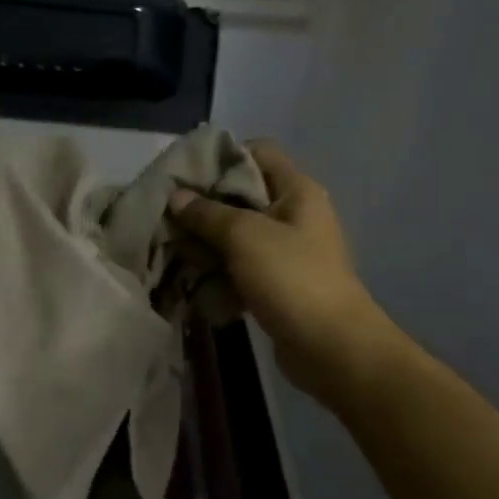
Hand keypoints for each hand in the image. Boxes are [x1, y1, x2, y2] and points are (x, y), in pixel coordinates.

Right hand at [168, 141, 388, 396]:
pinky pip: (241, 267)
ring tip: (170, 247)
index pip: (257, 152)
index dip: (221, 156)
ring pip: (237, 234)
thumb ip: (207, 213)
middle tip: (167, 214)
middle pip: (242, 195)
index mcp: (297, 190)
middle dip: (203, 205)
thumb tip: (176, 196)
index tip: (184, 173)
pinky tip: (189, 278)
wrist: (331, 347)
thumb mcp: (244, 236)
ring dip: (206, 242)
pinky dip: (218, 271)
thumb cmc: (291, 278)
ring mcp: (287, 251)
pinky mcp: (277, 283)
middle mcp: (294, 214)